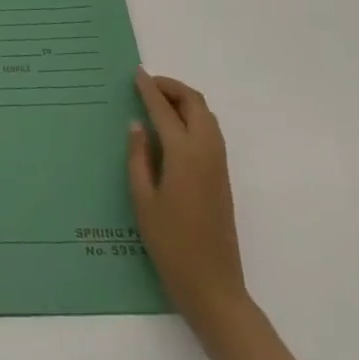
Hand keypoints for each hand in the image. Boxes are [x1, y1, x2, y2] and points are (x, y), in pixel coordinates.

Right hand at [127, 67, 248, 331]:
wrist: (213, 286)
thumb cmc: (170, 244)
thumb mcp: (143, 200)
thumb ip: (138, 157)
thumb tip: (137, 125)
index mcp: (183, 154)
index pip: (164, 109)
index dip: (149, 89)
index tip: (136, 73)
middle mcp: (206, 151)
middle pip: (195, 103)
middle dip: (172, 88)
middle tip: (147, 85)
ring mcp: (218, 164)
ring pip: (206, 116)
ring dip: (185, 101)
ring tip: (158, 102)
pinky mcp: (222, 177)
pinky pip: (210, 132)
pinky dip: (193, 117)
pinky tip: (174, 129)